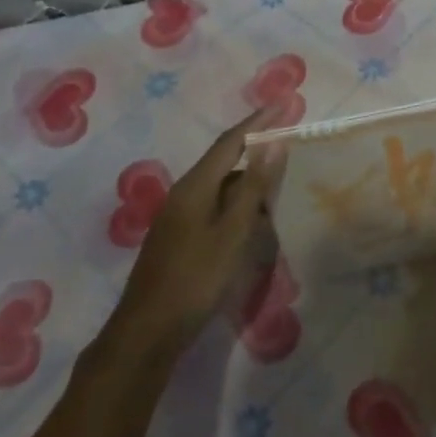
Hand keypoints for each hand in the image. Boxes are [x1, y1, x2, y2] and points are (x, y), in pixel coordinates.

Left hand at [111, 108, 287, 356]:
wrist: (147, 332)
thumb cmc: (194, 279)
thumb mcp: (232, 233)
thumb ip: (253, 188)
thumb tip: (273, 144)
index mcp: (195, 187)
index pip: (231, 141)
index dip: (259, 121)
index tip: (285, 103)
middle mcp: (184, 194)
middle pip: (224, 160)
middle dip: (255, 146)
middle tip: (288, 139)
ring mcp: (179, 217)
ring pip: (220, 185)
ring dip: (249, 177)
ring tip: (280, 178)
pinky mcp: (180, 237)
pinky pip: (215, 205)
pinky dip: (238, 201)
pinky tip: (255, 217)